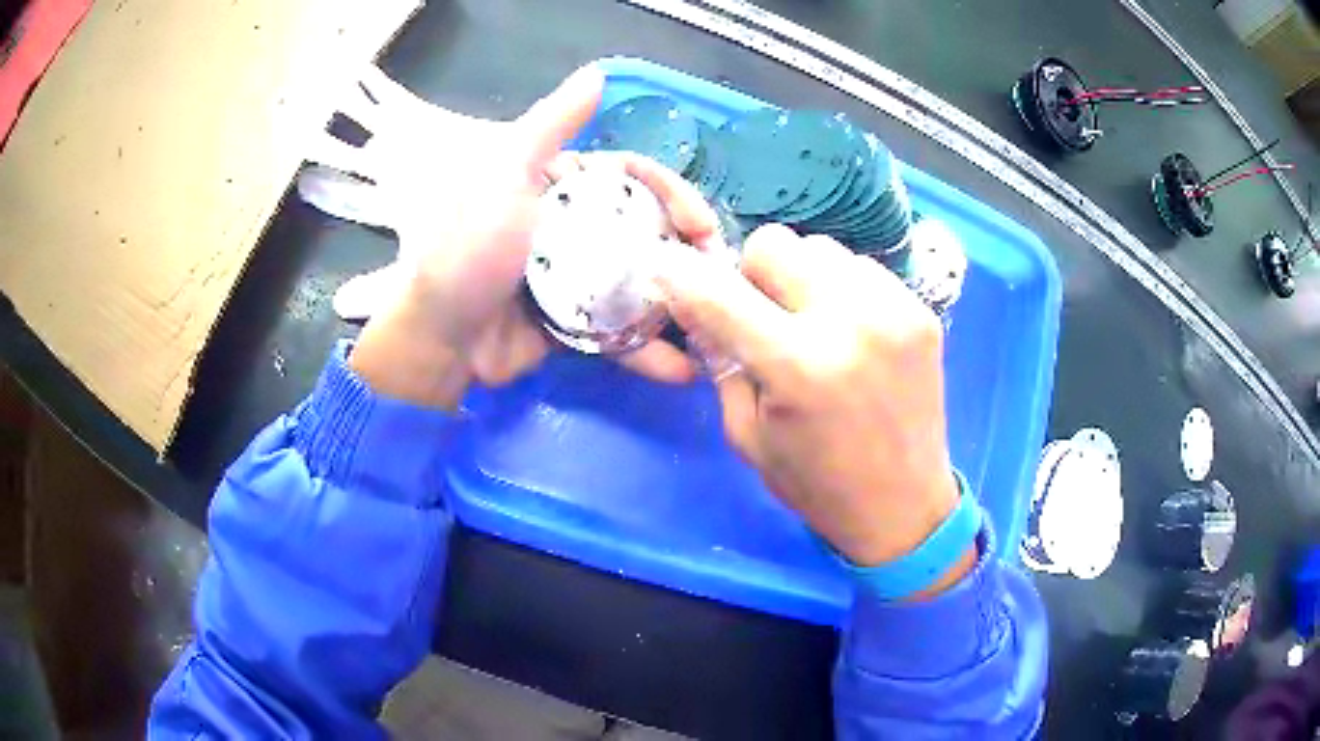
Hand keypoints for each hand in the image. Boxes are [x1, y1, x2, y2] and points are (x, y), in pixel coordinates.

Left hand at [345, 65, 716, 407]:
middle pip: (649, 229)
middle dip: (689, 248)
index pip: (633, 179)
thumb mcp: (505, 175)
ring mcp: (580, 281)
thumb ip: (549, 126)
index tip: (698, 220)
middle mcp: (576, 229)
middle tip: (717, 273)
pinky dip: (651, 351)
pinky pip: (625, 333)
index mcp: (562, 189)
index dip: (672, 192)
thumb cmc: (469, 250)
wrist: (441, 339)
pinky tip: (683, 368)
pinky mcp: (580, 327)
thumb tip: (597, 73)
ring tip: (717, 322)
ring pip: (645, 281)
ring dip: (685, 301)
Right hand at [659, 224, 972, 593]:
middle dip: (753, 275)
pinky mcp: (921, 310)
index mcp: (798, 366)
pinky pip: (861, 267)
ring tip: (812, 325)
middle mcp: (850, 322)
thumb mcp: (747, 432)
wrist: (903, 505)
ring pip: (819, 247)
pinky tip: (849, 331)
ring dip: (801, 278)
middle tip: (763, 316)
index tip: (670, 273)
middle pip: (773, 243)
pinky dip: (842, 288)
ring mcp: (894, 310)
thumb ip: (720, 358)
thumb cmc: (815, 484)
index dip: (682, 278)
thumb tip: (692, 299)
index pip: (718, 292)